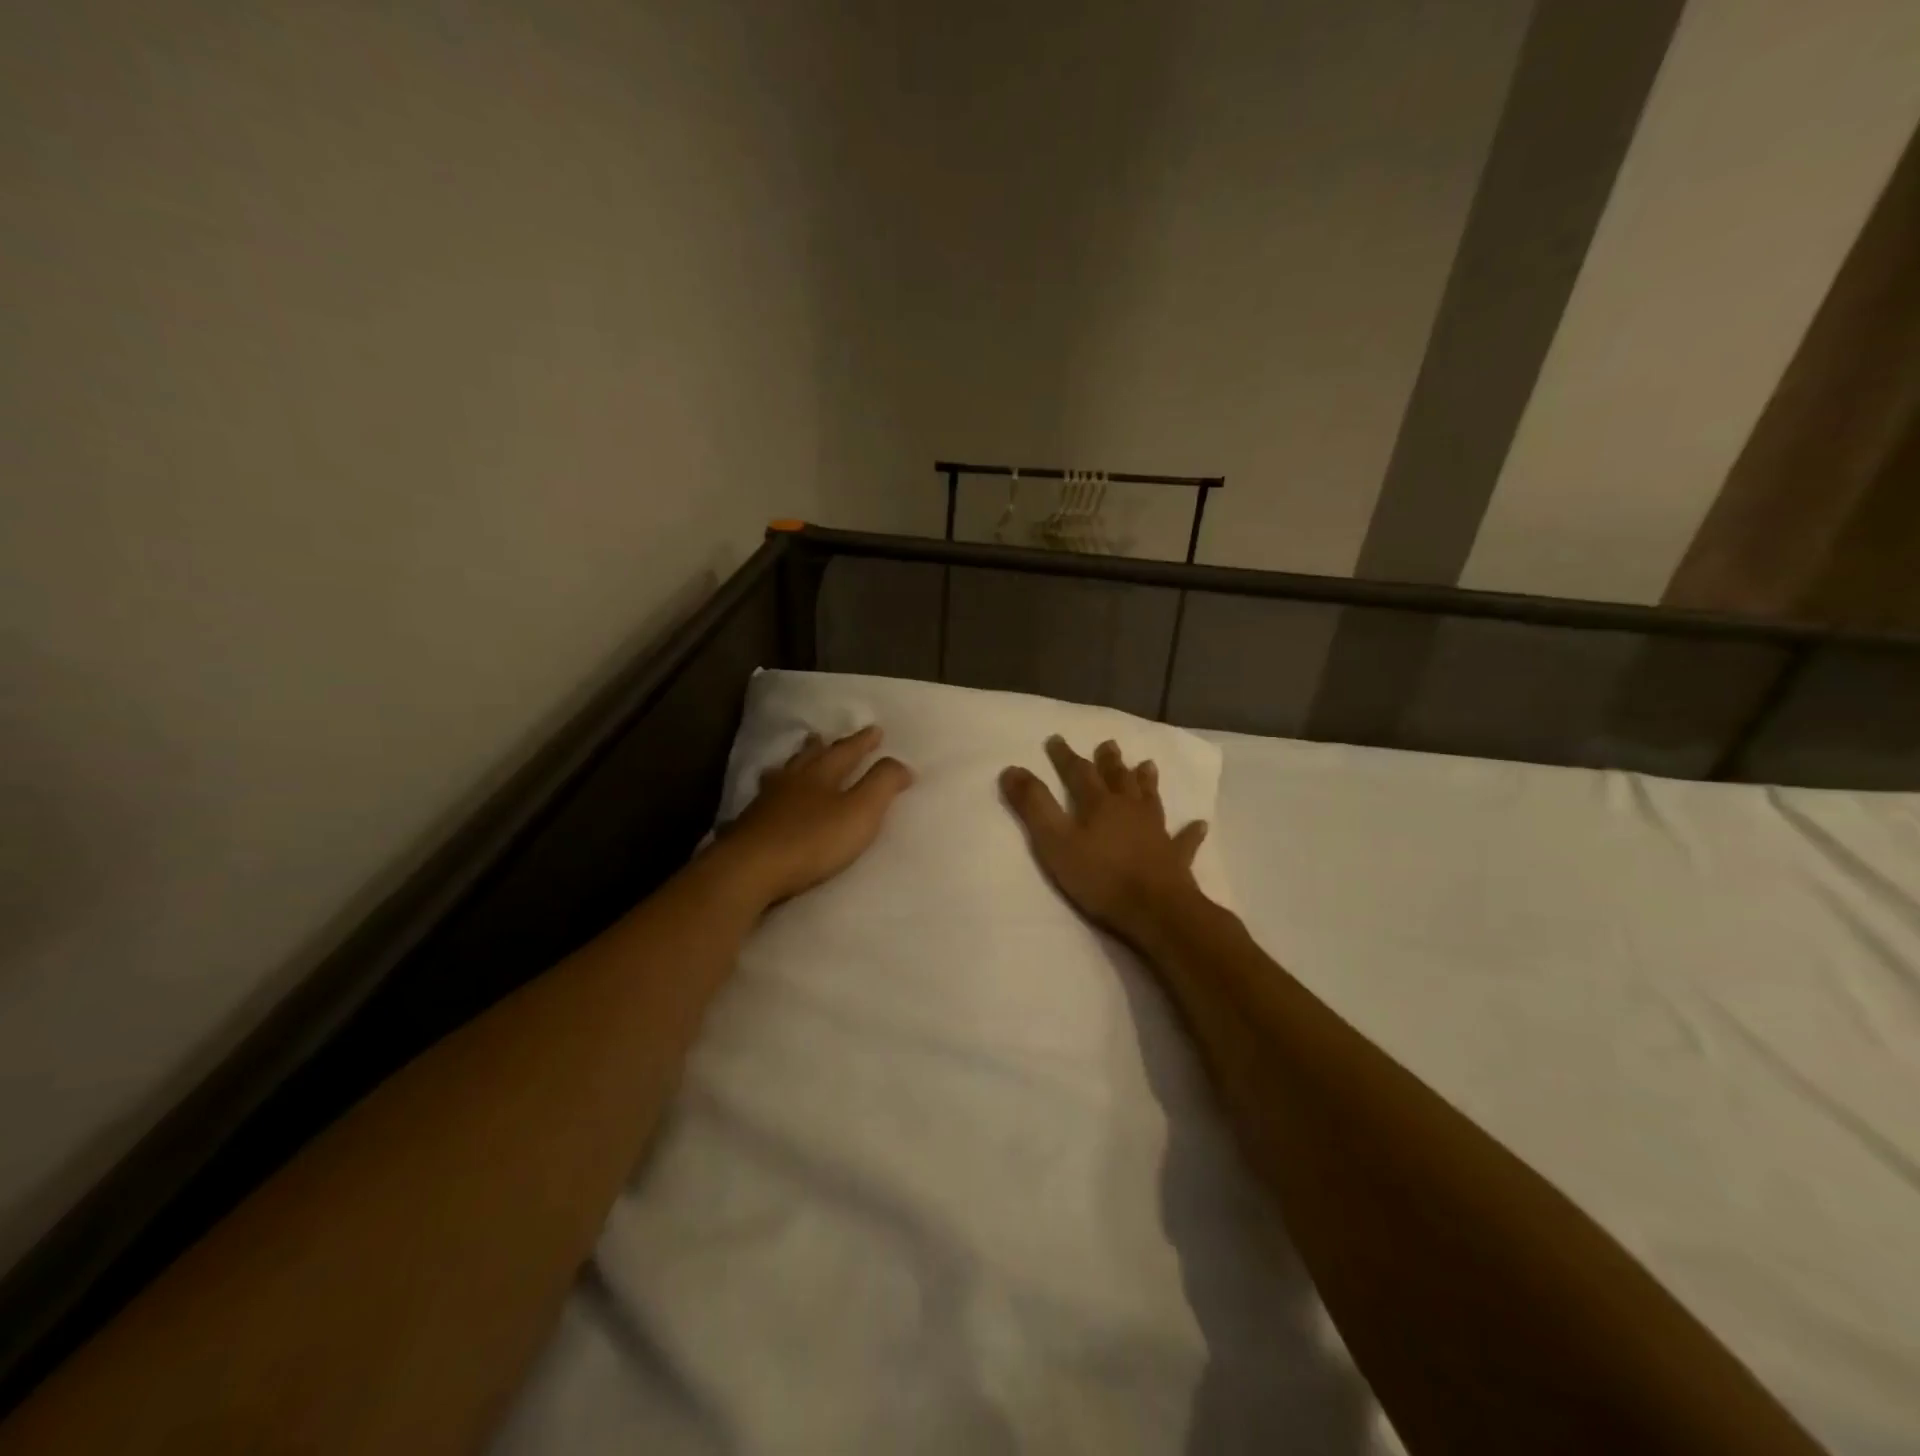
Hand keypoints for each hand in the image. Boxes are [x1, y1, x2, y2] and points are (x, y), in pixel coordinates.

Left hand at [714, 725, 912, 909]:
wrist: (750, 869)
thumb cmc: (812, 840)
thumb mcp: (860, 812)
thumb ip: (882, 785)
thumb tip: (902, 764)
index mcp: (822, 775)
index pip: (847, 751)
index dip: (863, 742)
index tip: (877, 730)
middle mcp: (792, 781)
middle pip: (808, 757)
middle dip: (821, 747)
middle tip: (823, 736)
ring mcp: (765, 803)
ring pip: (781, 775)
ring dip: (792, 765)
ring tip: (792, 762)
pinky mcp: (747, 826)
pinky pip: (763, 800)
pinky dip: (770, 793)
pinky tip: (764, 801)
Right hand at [999, 736, 1208, 944]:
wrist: (1156, 910)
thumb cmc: (1100, 877)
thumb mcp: (1055, 841)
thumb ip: (1033, 806)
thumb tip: (1012, 769)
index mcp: (1099, 804)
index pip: (1079, 772)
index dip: (1066, 756)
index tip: (1056, 739)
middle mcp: (1130, 810)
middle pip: (1119, 779)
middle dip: (1110, 762)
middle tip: (1109, 744)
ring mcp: (1156, 832)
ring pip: (1151, 799)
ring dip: (1147, 782)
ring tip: (1148, 765)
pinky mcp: (1175, 857)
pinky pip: (1184, 840)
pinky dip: (1191, 832)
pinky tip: (1200, 824)